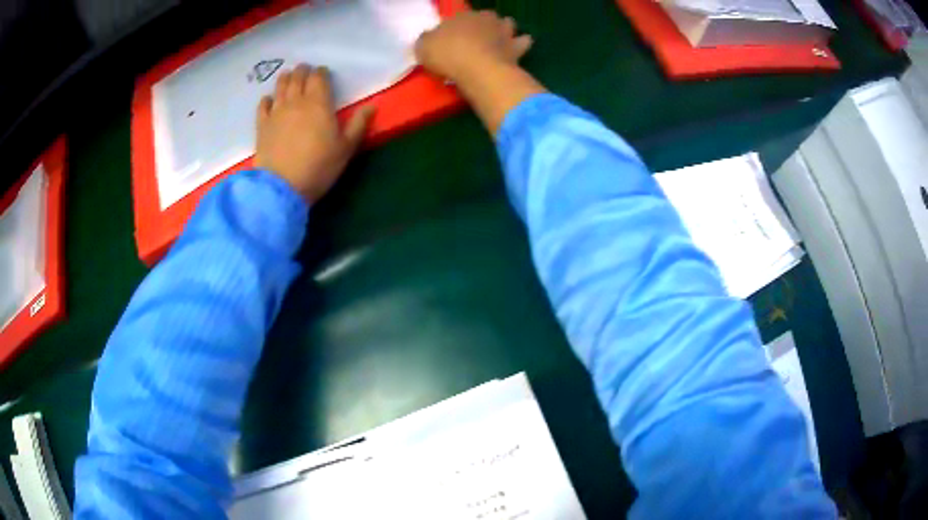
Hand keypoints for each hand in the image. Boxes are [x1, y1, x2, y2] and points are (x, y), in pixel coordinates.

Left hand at [255, 64, 374, 203]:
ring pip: (280, 87)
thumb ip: (359, 124)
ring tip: (288, 76)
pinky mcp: (262, 126)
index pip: (319, 77)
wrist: (282, 186)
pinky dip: (267, 99)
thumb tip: (372, 106)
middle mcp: (296, 101)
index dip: (321, 73)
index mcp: (319, 103)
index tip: (323, 73)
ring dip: (285, 79)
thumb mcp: (346, 148)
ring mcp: (276, 112)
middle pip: (298, 77)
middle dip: (303, 71)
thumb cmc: (319, 166)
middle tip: (305, 71)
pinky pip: (263, 106)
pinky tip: (269, 100)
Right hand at [414, 11, 532, 83]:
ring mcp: (503, 31)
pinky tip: (516, 50)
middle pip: (485, 17)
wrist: (477, 68)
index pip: (458, 19)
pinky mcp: (517, 46)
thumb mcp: (423, 47)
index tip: (452, 42)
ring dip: (504, 30)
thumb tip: (430, 39)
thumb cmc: (446, 55)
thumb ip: (426, 40)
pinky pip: (524, 41)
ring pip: (508, 23)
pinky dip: (521, 44)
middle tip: (476, 40)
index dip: (456, 29)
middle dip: (483, 25)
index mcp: (461, 16)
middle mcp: (484, 18)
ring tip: (499, 41)